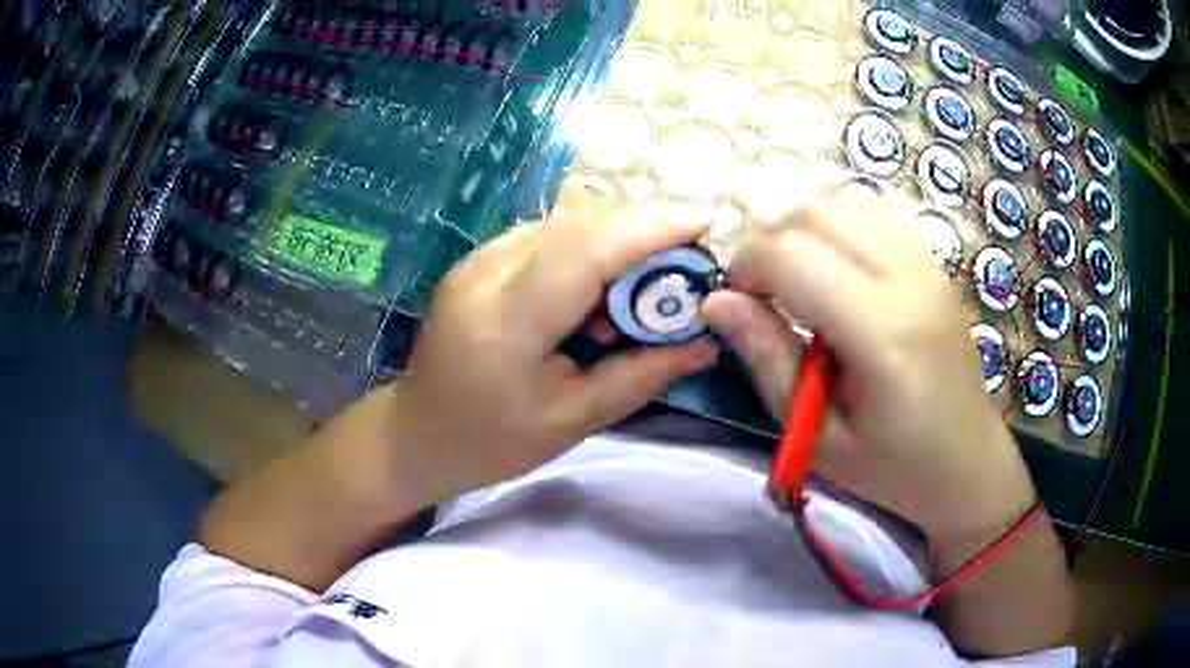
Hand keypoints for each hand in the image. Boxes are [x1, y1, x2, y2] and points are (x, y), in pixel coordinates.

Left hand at [388, 206, 718, 504]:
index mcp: (505, 324)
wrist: (418, 433)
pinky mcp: (479, 258)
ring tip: (647, 287)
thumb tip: (705, 342)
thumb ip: (640, 376)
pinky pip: (548, 236)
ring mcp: (477, 259)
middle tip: (691, 261)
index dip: (650, 227)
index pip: (585, 251)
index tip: (707, 220)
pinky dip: (590, 250)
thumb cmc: (492, 442)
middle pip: (579, 225)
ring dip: (619, 241)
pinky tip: (601, 290)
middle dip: (646, 231)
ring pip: (566, 224)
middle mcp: (485, 273)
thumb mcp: (572, 422)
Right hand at [701, 185, 1035, 538]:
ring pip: (844, 199)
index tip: (735, 301)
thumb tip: (716, 300)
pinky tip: (833, 261)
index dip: (746, 267)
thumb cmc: (892, 467)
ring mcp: (927, 264)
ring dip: (802, 223)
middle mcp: (908, 280)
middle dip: (768, 238)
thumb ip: (769, 359)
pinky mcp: (934, 262)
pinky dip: (838, 220)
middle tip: (761, 288)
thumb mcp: (818, 435)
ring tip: (794, 271)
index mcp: (881, 333)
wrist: (968, 464)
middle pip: (814, 212)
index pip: (790, 255)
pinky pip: (875, 211)